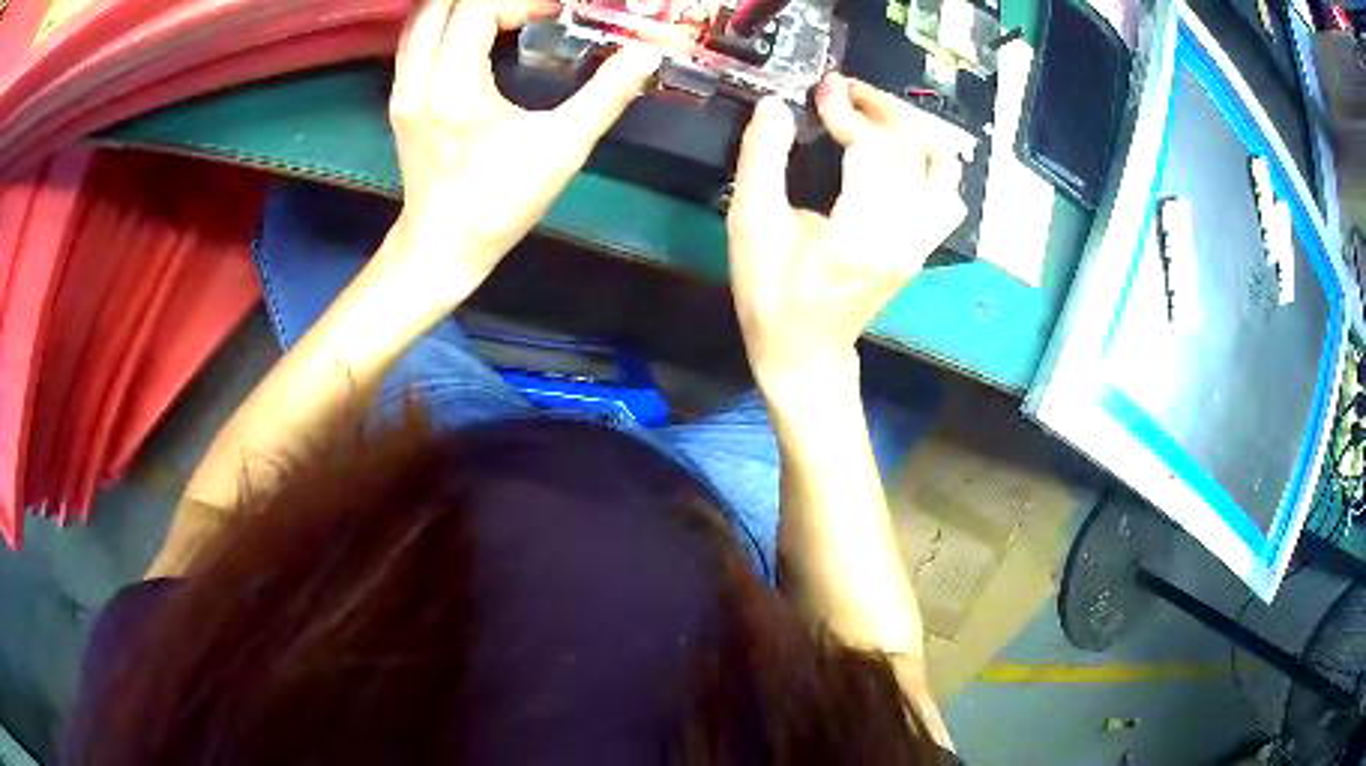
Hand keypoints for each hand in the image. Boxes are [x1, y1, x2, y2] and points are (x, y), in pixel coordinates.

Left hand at [382, 0, 661, 297]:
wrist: (443, 246)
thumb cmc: (500, 202)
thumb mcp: (562, 148)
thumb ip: (606, 94)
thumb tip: (646, 55)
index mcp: (454, 86)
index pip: (477, 9)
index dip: (520, 1)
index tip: (553, 14)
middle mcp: (418, 79)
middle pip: (440, 4)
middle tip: (527, 8)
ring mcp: (402, 90)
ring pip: (420, 20)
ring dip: (460, 5)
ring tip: (502, 12)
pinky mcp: (400, 99)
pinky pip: (415, 41)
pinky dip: (443, 22)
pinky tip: (472, 31)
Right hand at [727, 74, 972, 392]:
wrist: (805, 352)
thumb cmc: (772, 295)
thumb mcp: (751, 225)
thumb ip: (762, 159)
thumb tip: (776, 106)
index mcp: (862, 233)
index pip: (873, 148)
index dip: (847, 109)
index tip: (822, 88)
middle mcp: (905, 235)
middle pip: (912, 147)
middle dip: (879, 106)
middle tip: (844, 89)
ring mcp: (921, 242)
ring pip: (942, 167)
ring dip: (911, 128)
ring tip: (875, 113)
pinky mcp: (924, 246)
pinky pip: (947, 194)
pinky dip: (931, 162)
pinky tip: (901, 153)